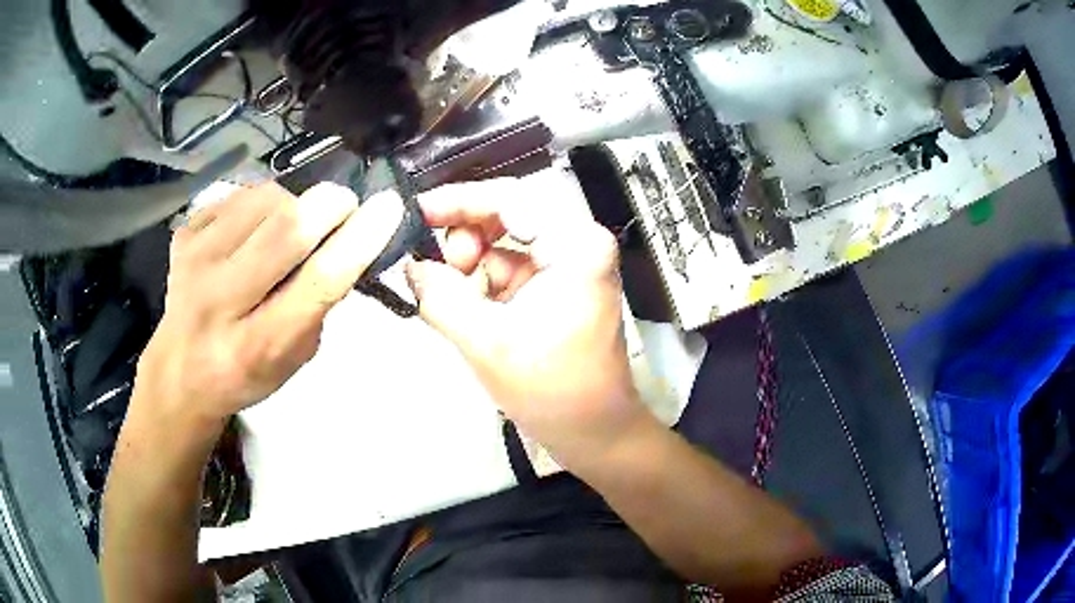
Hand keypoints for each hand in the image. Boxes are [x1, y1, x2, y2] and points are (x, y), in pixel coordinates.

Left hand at [131, 182, 402, 430]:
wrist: (180, 371)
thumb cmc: (246, 373)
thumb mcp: (294, 359)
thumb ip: (318, 305)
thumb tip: (345, 239)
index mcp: (257, 346)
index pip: (316, 283)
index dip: (357, 240)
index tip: (388, 206)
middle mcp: (219, 301)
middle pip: (286, 229)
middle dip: (329, 205)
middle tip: (343, 207)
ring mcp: (194, 261)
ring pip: (264, 198)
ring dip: (293, 203)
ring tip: (289, 227)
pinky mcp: (183, 235)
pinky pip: (238, 196)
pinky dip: (259, 204)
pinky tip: (252, 230)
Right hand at [405, 177, 647, 466]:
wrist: (594, 433)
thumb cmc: (551, 390)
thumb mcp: (485, 342)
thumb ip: (439, 296)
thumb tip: (409, 265)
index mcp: (575, 245)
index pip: (510, 198)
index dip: (458, 201)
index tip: (416, 214)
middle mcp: (578, 243)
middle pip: (507, 215)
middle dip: (465, 239)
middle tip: (437, 271)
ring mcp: (569, 264)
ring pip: (504, 243)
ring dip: (471, 266)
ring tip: (454, 301)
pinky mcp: (558, 286)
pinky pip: (510, 268)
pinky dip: (482, 283)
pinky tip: (468, 309)